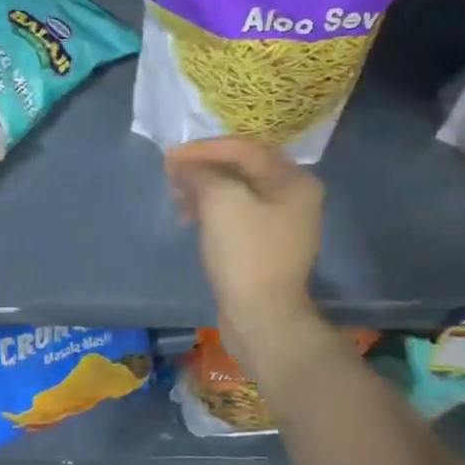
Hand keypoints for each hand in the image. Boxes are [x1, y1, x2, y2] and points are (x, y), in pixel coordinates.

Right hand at [166, 138, 323, 332]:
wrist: (261, 316)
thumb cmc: (245, 252)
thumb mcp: (220, 201)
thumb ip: (201, 172)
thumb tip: (183, 164)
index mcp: (294, 180)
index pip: (244, 148)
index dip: (204, 148)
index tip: (170, 155)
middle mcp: (294, 196)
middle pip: (242, 167)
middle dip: (203, 167)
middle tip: (171, 172)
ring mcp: (281, 222)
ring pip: (236, 191)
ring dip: (203, 188)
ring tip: (176, 196)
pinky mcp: (265, 244)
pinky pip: (235, 213)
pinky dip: (211, 209)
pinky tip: (188, 217)